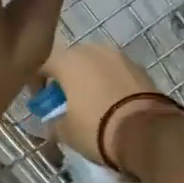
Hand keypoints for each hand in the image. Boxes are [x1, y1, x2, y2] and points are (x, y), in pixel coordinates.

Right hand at [41, 42, 183, 173]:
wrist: (146, 132)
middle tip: (66, 102)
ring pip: (96, 65)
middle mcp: (93, 50)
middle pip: (72, 61)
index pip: (43, 64)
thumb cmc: (96, 128)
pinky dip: (110, 84)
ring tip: (91, 103)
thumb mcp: (66, 132)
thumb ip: (53, 124)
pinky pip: (116, 73)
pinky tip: (112, 104)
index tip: (41, 103)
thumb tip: (50, 124)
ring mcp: (119, 57)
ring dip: (90, 80)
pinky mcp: (140, 68)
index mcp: (68, 60)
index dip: (37, 83)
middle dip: (66, 79)